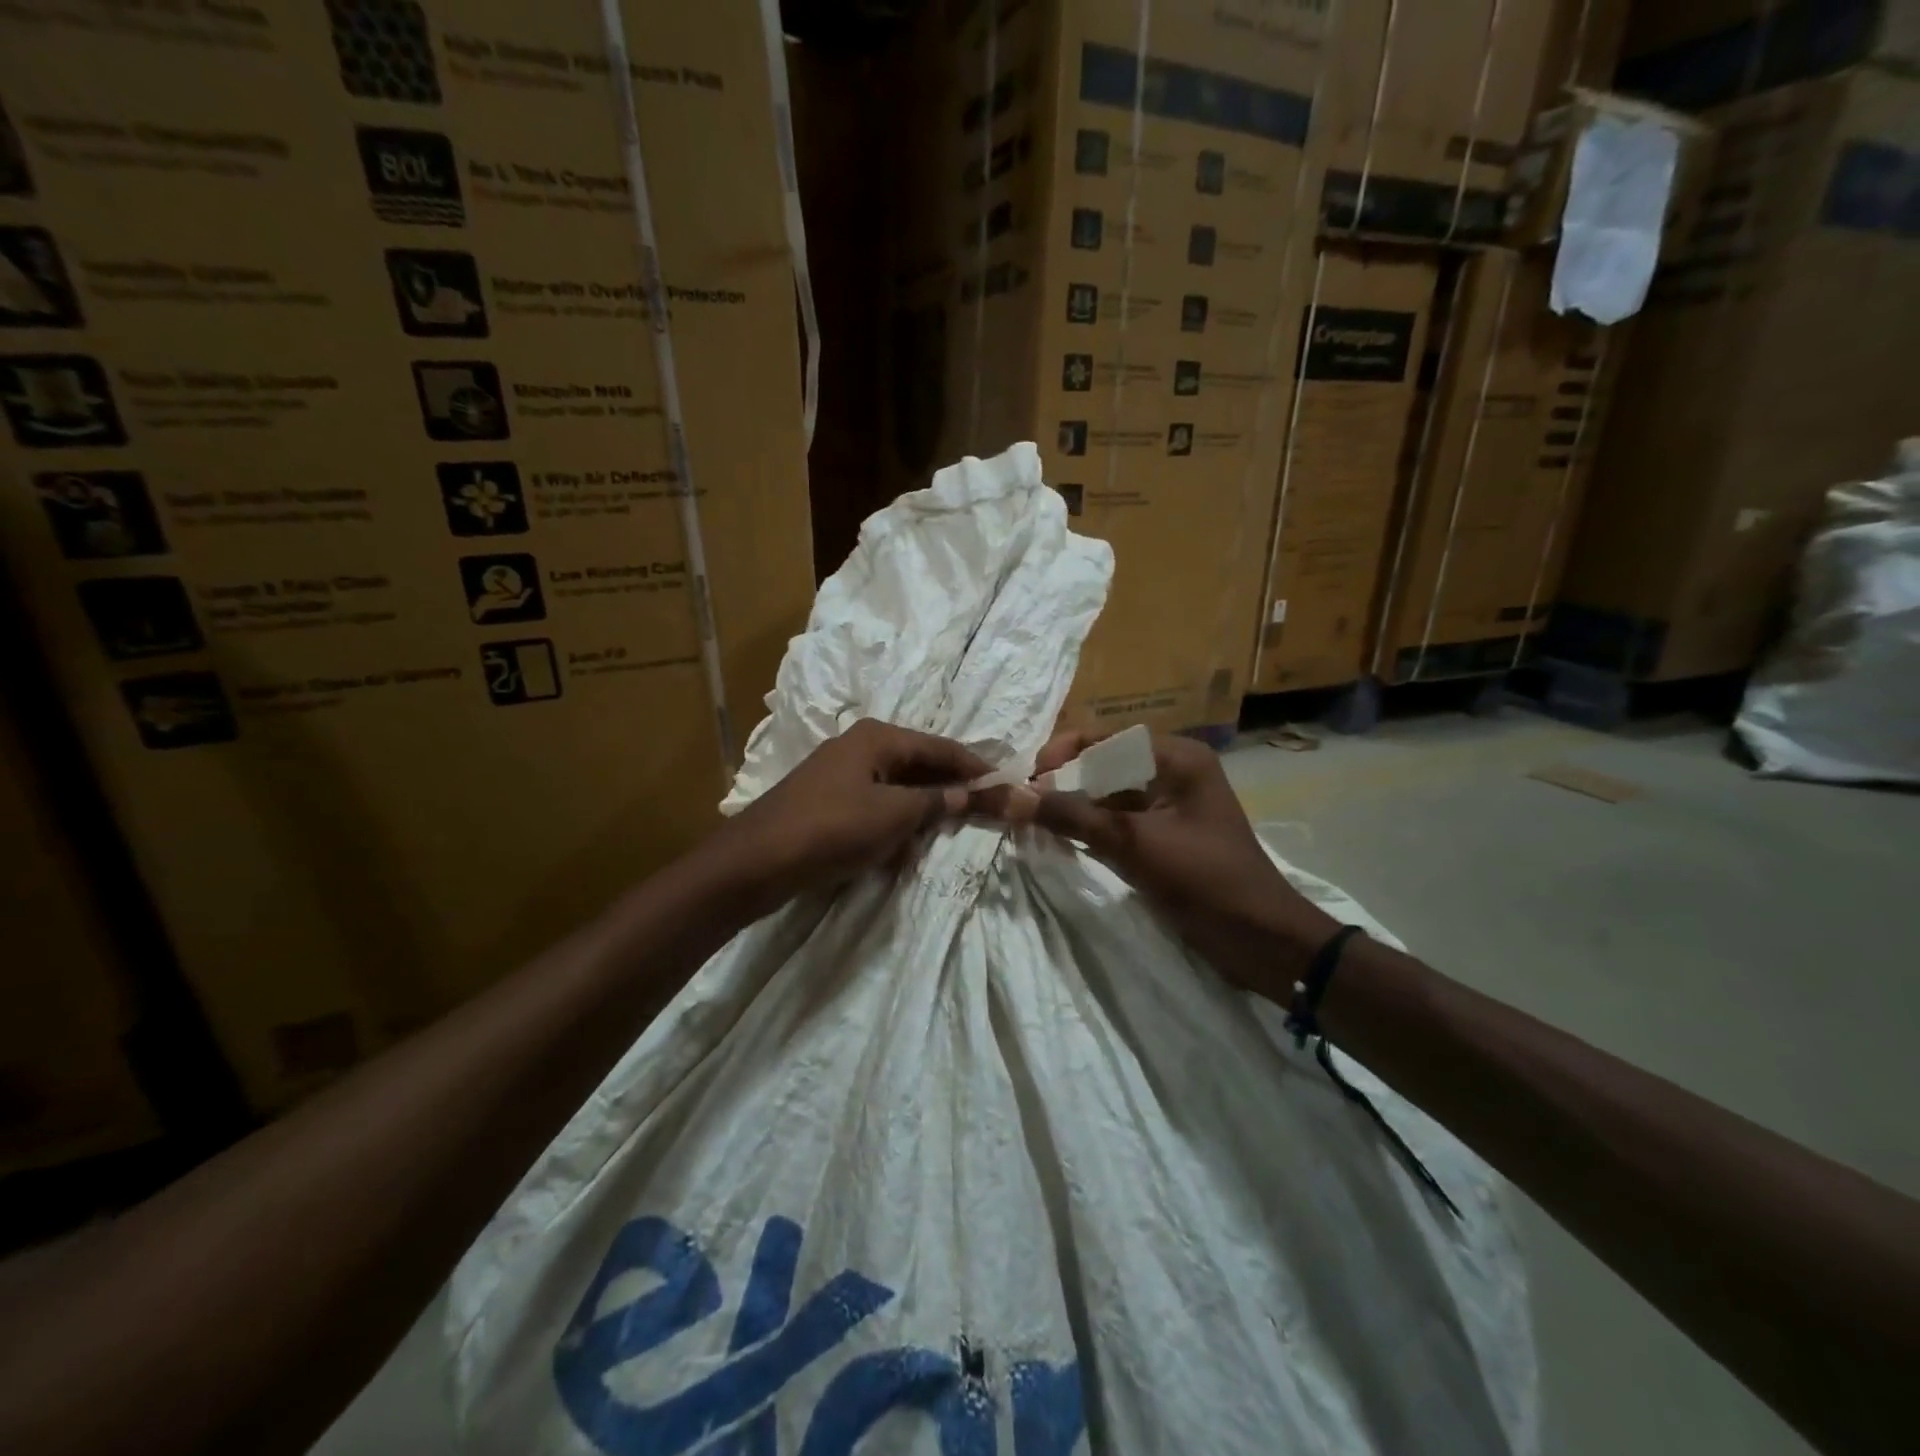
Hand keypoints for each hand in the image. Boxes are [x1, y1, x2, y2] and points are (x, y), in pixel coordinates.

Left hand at [709, 719, 989, 916]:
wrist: (756, 862)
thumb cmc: (832, 828)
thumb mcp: (894, 815)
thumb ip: (937, 802)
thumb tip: (972, 794)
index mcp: (877, 737)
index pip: (941, 747)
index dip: (975, 767)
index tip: (1006, 786)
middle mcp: (859, 747)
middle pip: (919, 764)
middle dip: (950, 788)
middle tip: (985, 810)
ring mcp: (840, 775)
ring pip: (897, 788)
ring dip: (923, 809)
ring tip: (951, 830)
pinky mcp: (828, 804)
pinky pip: (875, 807)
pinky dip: (895, 823)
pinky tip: (905, 848)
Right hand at [978, 729, 1338, 996]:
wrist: (1260, 941)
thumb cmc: (1204, 880)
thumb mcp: (1133, 844)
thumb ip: (1072, 817)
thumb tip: (1011, 797)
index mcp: (1177, 757)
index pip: (1106, 738)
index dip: (1063, 753)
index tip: (1027, 780)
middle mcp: (1172, 772)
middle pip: (1104, 764)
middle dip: (1064, 781)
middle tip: (1024, 803)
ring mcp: (1168, 806)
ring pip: (1107, 794)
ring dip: (1073, 806)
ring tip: (1033, 821)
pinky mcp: (1162, 836)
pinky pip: (1117, 821)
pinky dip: (1089, 828)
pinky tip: (1061, 839)